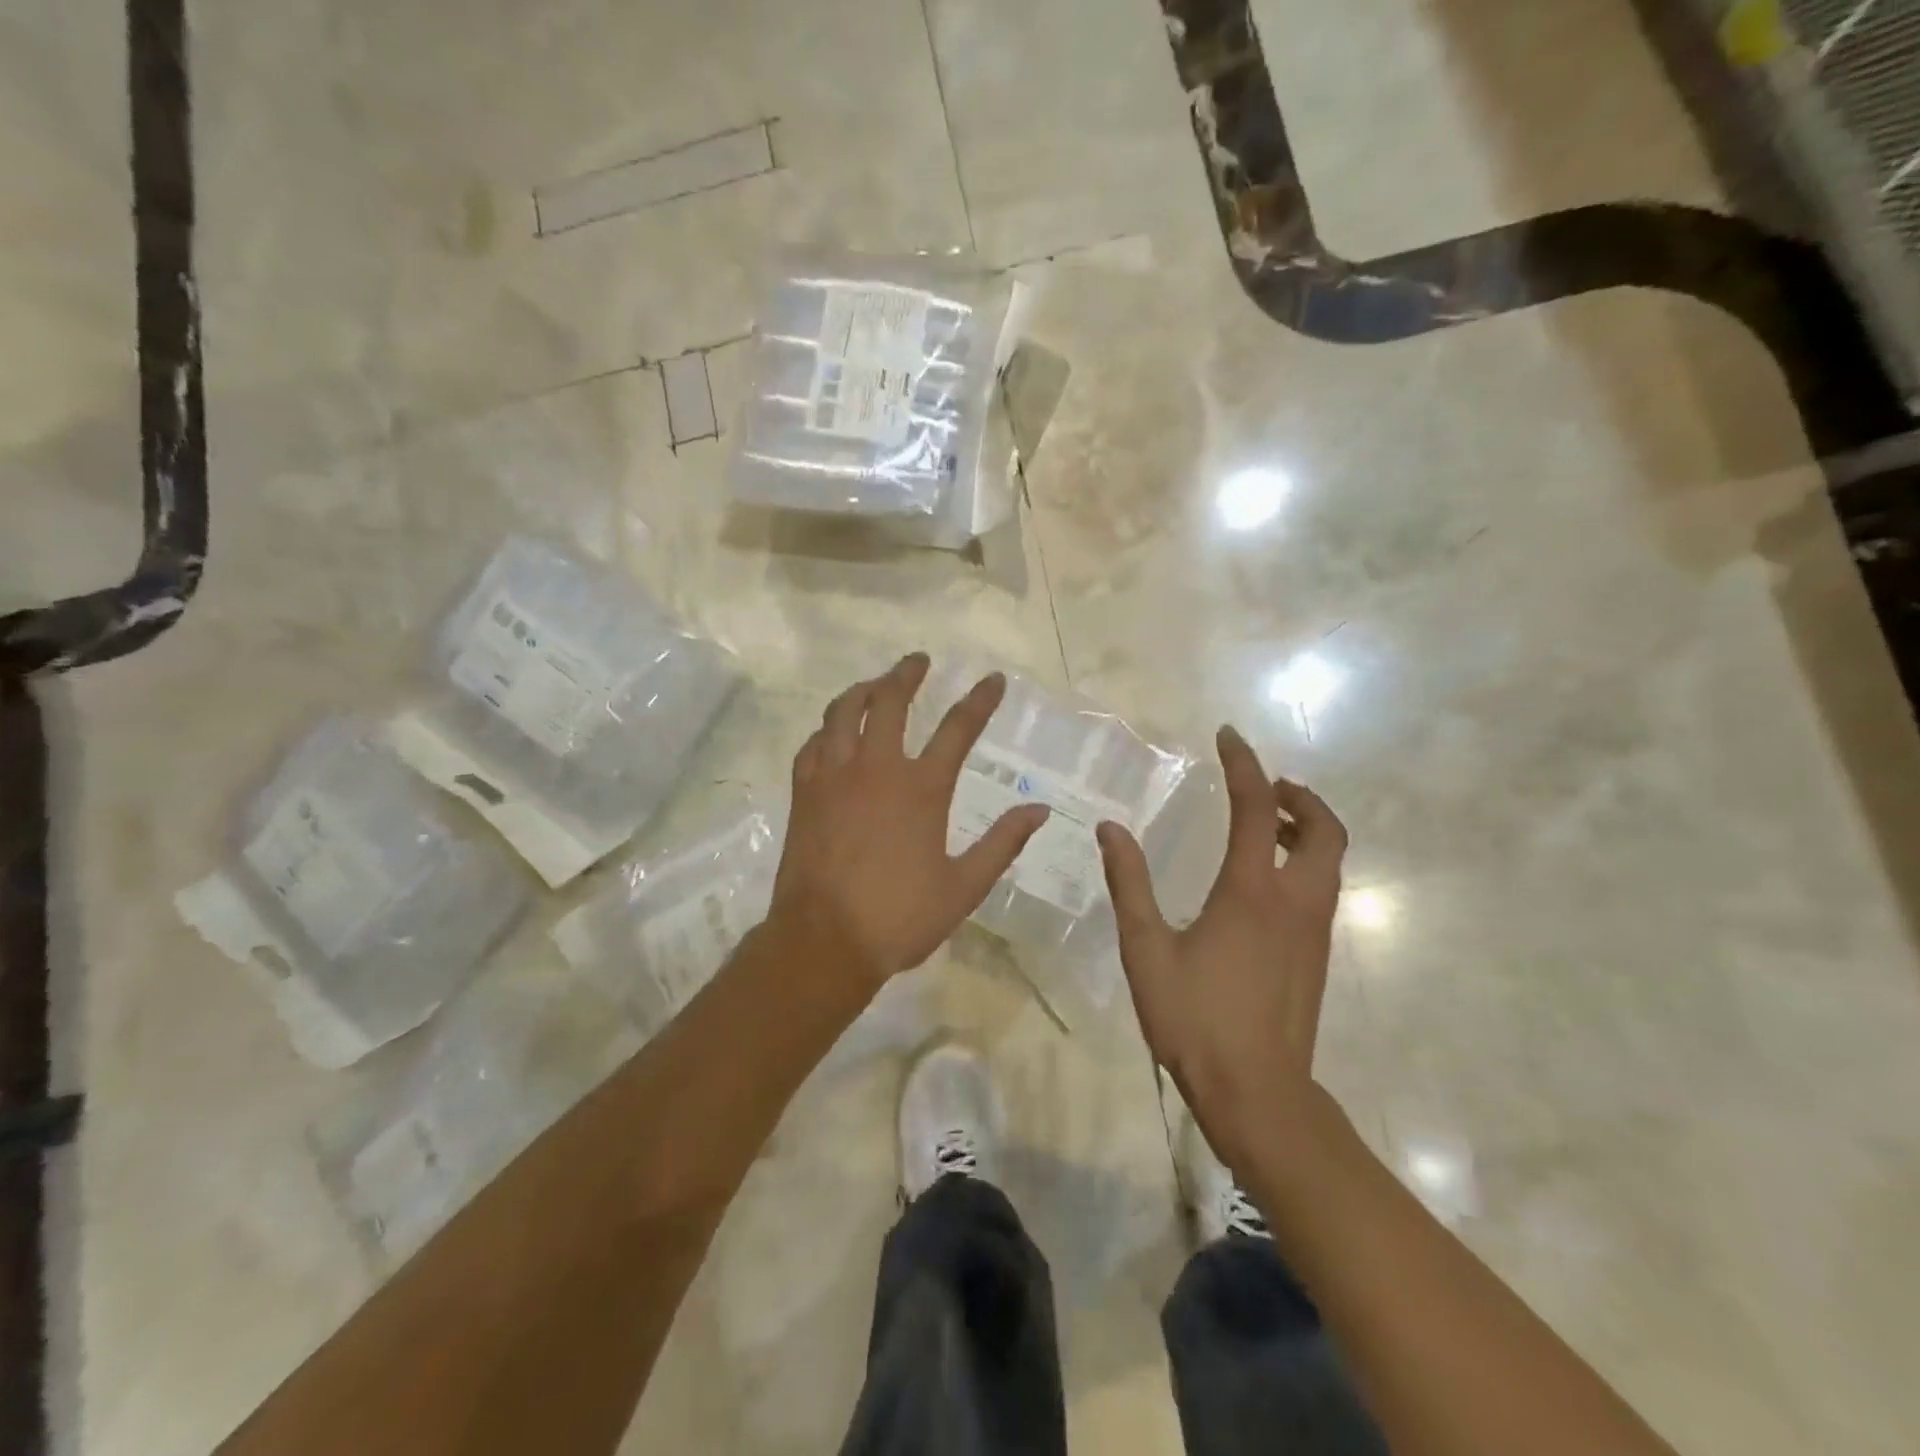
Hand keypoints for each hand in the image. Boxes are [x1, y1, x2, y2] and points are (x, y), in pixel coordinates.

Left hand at [768, 653, 1050, 989]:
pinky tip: (832, 733)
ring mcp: (834, 778)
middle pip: (889, 702)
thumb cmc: (899, 917)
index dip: (979, 700)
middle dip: (906, 674)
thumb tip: (1039, 809)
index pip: (958, 729)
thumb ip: (1002, 843)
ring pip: (842, 713)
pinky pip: (813, 745)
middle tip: (917, 661)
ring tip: (874, 684)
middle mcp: (877, 769)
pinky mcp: (805, 793)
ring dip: (862, 690)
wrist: (824, 941)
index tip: (993, 679)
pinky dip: (826, 730)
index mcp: (922, 789)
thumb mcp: (964, 887)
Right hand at [1097, 725, 1347, 1164]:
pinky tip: (1266, 881)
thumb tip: (1110, 829)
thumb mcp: (1146, 949)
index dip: (1243, 765)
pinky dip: (1305, 861)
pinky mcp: (1317, 956)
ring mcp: (1313, 930)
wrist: (1258, 1094)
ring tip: (1266, 823)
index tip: (1228, 736)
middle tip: (1266, 785)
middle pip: (1324, 829)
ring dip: (1306, 827)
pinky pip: (1322, 888)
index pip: (1257, 807)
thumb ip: (1129, 884)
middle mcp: (1294, 901)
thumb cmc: (1195, 1019)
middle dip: (1300, 795)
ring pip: (1330, 859)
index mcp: (1252, 892)